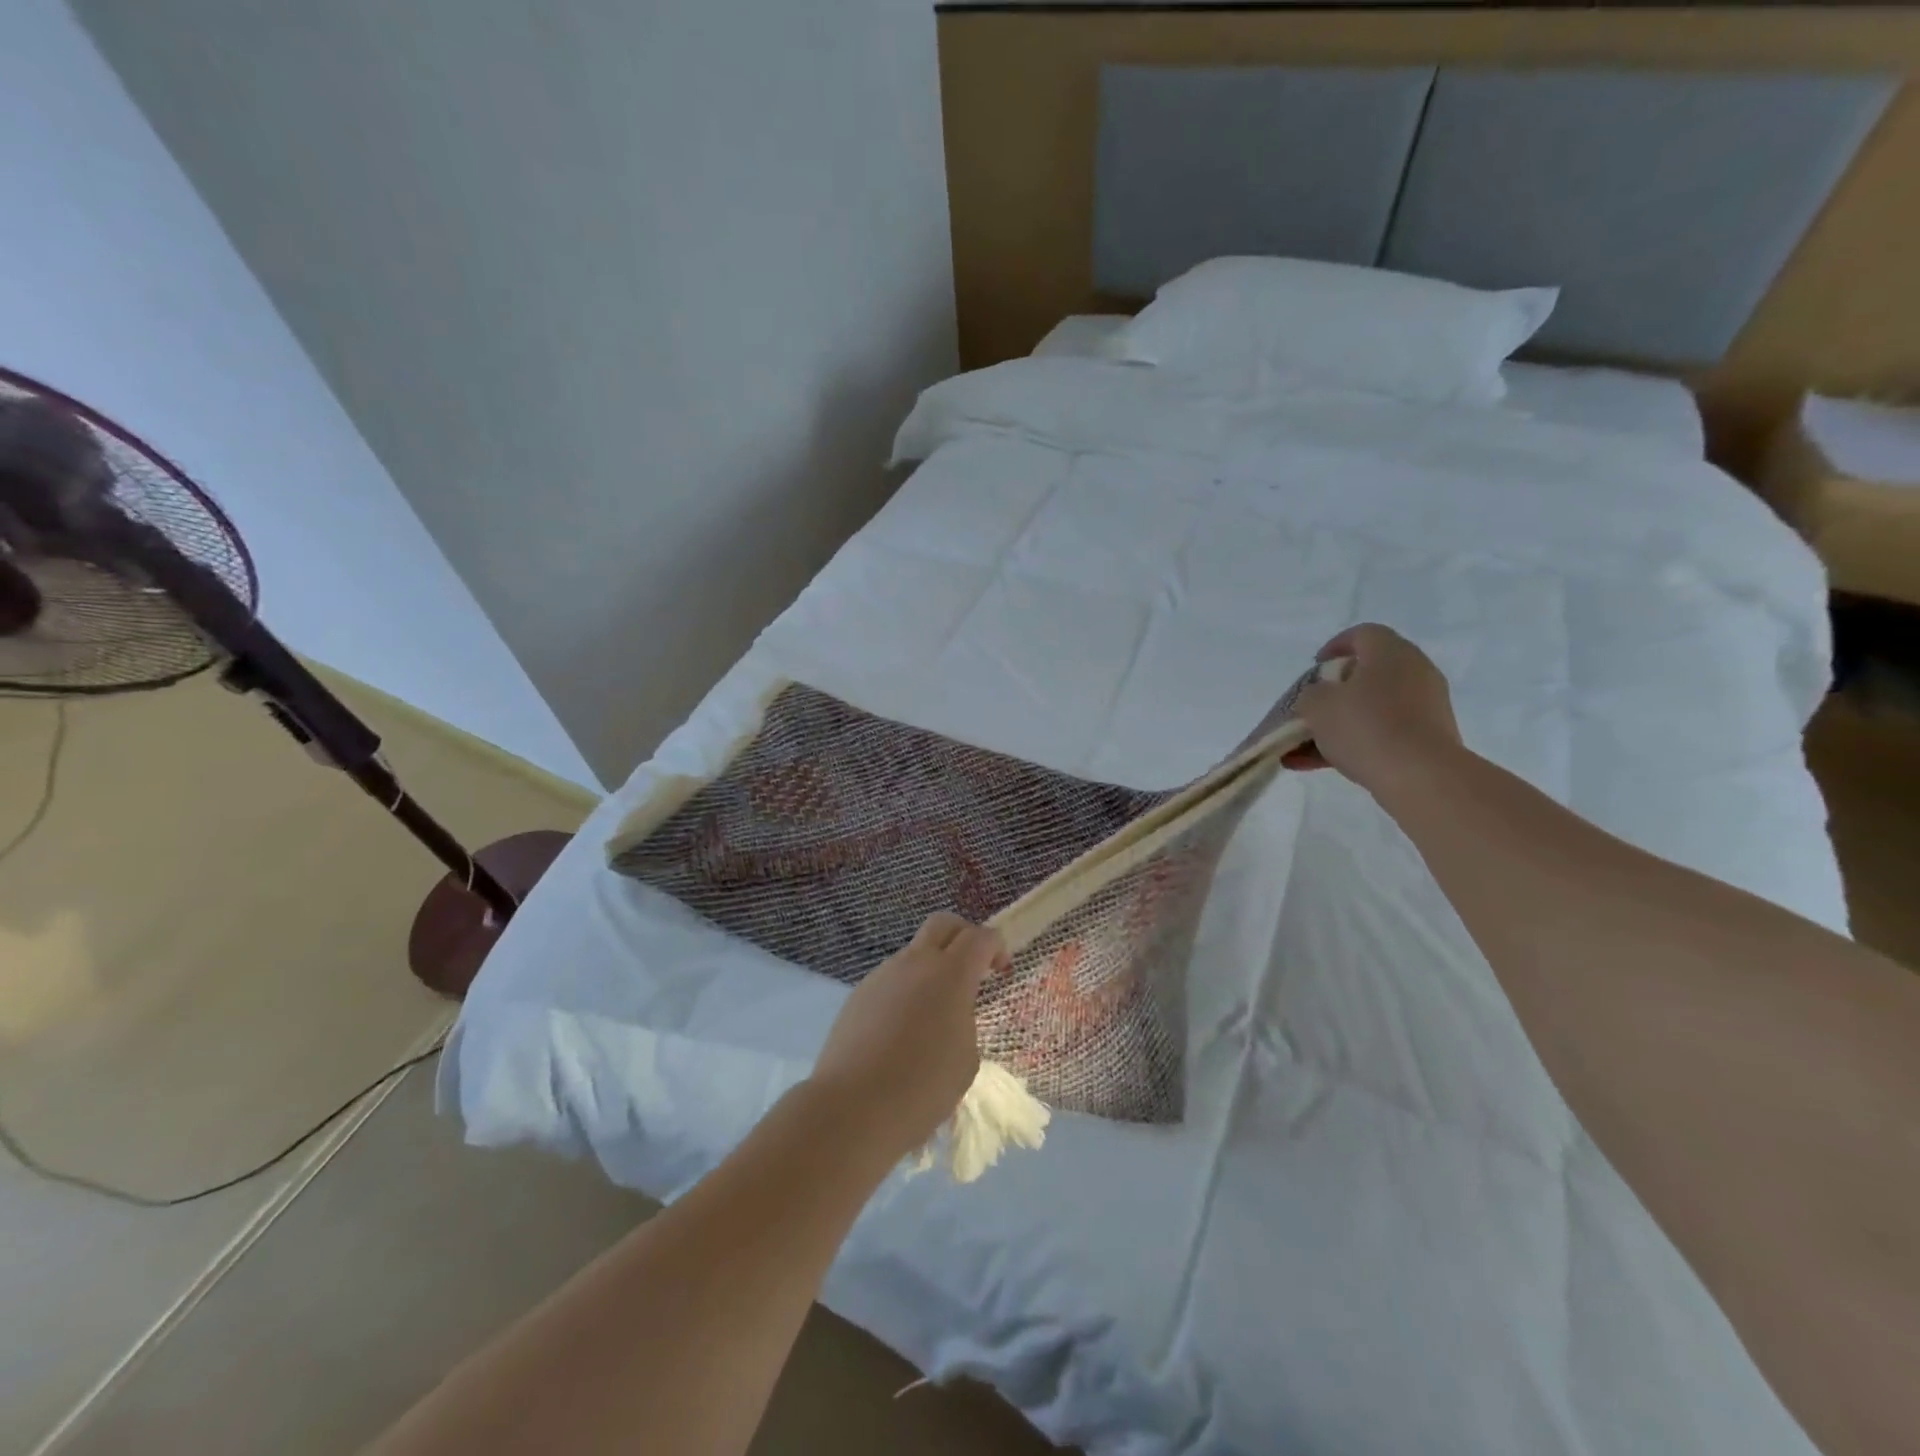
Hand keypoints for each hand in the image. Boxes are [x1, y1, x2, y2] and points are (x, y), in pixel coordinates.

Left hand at [808, 913, 1006, 1160]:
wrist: (852, 1108)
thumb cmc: (922, 1088)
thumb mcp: (966, 1060)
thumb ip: (964, 1023)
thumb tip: (949, 1015)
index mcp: (950, 975)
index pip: (980, 937)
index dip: (996, 946)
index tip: (1001, 970)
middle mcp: (915, 963)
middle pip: (942, 924)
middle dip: (963, 936)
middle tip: (972, 967)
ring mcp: (882, 975)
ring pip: (913, 954)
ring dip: (931, 969)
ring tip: (933, 1016)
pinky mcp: (858, 995)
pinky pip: (891, 981)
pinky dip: (905, 992)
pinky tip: (902, 1033)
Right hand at [1285, 624, 1463, 797]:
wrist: (1420, 775)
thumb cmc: (1365, 726)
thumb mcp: (1317, 705)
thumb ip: (1311, 694)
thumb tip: (1320, 698)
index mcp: (1390, 652)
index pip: (1363, 634)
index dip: (1334, 646)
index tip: (1314, 667)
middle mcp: (1415, 671)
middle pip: (1368, 673)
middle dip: (1335, 692)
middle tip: (1311, 708)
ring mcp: (1426, 705)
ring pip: (1373, 707)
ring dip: (1339, 723)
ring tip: (1305, 748)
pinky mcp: (1429, 736)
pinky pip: (1384, 732)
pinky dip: (1356, 742)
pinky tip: (1322, 765)